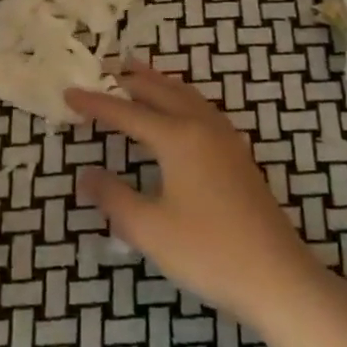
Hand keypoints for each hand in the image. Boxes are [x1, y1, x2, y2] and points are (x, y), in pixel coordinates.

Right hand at [65, 62, 320, 330]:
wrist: (278, 278)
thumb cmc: (208, 251)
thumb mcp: (149, 228)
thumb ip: (113, 197)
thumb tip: (86, 175)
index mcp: (178, 138)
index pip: (127, 113)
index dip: (96, 104)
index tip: (68, 93)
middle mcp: (202, 128)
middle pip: (161, 92)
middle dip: (131, 80)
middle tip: (106, 68)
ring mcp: (226, 141)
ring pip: (187, 96)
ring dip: (159, 84)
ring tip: (139, 76)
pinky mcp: (239, 157)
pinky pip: (202, 110)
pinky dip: (181, 98)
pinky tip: (180, 112)